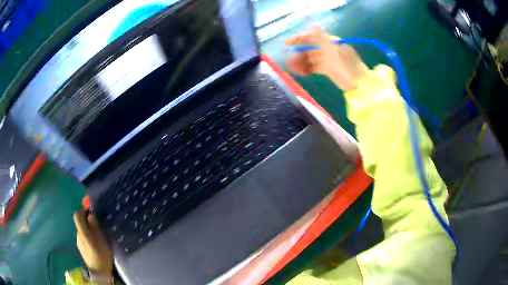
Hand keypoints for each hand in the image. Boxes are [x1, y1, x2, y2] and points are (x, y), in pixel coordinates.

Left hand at [74, 210, 112, 276]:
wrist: (99, 272)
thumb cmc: (102, 255)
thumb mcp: (102, 240)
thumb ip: (95, 226)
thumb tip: (90, 214)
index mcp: (83, 232)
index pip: (77, 216)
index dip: (82, 211)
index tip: (90, 211)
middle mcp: (78, 235)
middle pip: (79, 222)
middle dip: (87, 221)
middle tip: (97, 225)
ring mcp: (78, 241)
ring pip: (81, 230)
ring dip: (88, 229)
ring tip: (97, 236)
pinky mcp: (80, 247)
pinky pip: (82, 237)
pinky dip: (87, 236)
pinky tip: (94, 244)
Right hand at [285, 26, 368, 91]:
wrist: (358, 85)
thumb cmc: (348, 67)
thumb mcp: (335, 53)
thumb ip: (323, 39)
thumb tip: (314, 25)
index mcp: (329, 42)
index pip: (311, 37)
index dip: (298, 39)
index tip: (286, 43)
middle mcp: (326, 48)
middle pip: (307, 48)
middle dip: (297, 55)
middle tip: (291, 64)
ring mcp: (325, 58)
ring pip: (308, 58)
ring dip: (300, 63)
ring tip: (297, 71)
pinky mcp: (325, 68)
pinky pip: (312, 66)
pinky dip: (306, 69)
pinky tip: (303, 73)